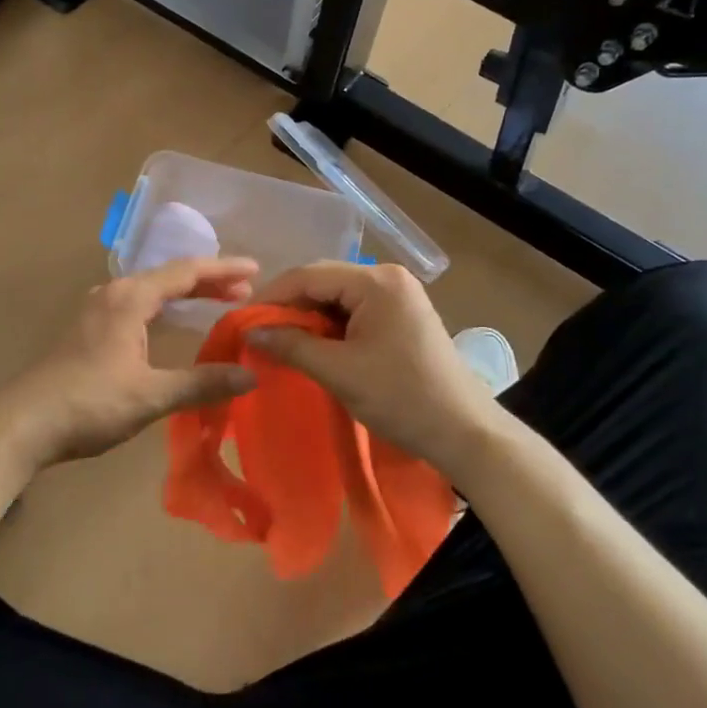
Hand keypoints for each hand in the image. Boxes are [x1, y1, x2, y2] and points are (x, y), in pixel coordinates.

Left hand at [0, 257, 260, 469]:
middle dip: (209, 281)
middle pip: (170, 276)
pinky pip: (138, 305)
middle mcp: (114, 293)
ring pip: (152, 290)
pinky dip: (165, 308)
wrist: (26, 423)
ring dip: (186, 294)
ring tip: (220, 301)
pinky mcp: (89, 329)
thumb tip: (251, 376)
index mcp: (131, 298)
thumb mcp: (151, 395)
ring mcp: (98, 310)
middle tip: (246, 291)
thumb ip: (202, 383)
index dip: (224, 269)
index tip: (257, 270)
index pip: (187, 272)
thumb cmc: (90, 403)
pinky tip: (173, 323)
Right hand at [248, 262, 508, 478]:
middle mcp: (387, 277)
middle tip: (258, 334)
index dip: (271, 297)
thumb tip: (251, 332)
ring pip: (336, 299)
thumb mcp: (339, 372)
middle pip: (323, 282)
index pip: (309, 275)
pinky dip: (329, 329)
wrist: (464, 432)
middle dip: (289, 308)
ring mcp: (398, 296)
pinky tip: (312, 348)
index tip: (242, 322)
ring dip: (308, 320)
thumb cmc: (401, 397)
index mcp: (376, 281)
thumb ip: (291, 346)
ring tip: (279, 344)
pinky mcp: (401, 317)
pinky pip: (354, 313)